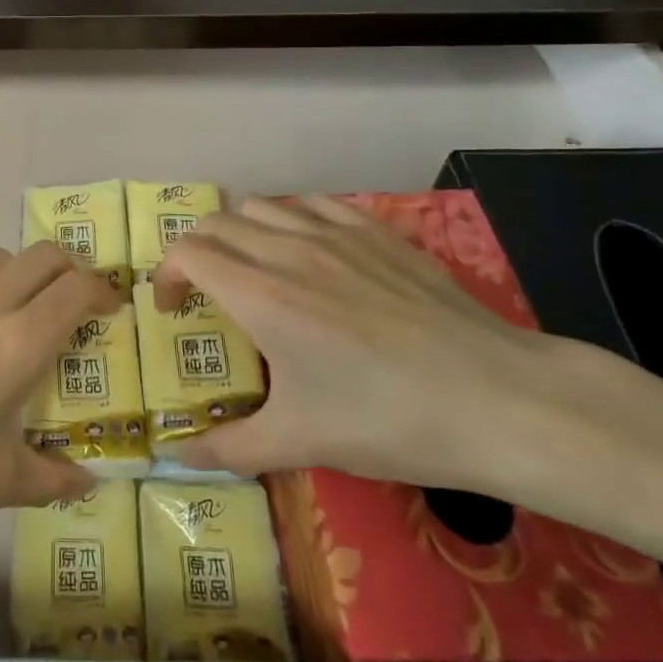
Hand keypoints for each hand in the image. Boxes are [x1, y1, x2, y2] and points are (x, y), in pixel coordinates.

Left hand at [0, 243, 118, 537]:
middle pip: (44, 254)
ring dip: (20, 275)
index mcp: (19, 339)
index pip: (78, 287)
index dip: (103, 292)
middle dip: (69, 271)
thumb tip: (86, 483)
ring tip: (14, 315)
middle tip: (70, 306)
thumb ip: (48, 477)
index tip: (109, 311)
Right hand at [152, 196, 566, 491]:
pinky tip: (309, 251)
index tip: (172, 309)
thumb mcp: (301, 441)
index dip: (167, 275)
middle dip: (196, 251)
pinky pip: (315, 203)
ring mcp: (336, 233)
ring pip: (263, 206)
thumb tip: (177, 458)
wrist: (496, 399)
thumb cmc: (388, 420)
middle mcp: (289, 249)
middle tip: (203, 291)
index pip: (189, 253)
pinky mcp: (377, 231)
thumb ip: (230, 446)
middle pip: (218, 223)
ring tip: (252, 268)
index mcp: (261, 293)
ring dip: (240, 231)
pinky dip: (292, 218)